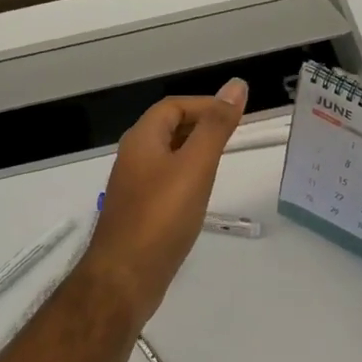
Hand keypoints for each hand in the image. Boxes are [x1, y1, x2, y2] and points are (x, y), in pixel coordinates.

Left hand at [78, 79, 247, 325]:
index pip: (173, 105)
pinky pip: (164, 182)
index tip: (237, 115)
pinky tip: (201, 196)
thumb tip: (236, 85)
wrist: (125, 277)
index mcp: (142, 139)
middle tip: (234, 136)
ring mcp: (133, 187)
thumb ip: (216, 126)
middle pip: (168, 128)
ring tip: (223, 162)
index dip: (205, 104)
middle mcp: (133, 157)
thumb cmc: (162, 216)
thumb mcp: (195, 166)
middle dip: (201, 125)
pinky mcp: (139, 212)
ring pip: (167, 156)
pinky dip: (186, 178)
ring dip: (194, 152)